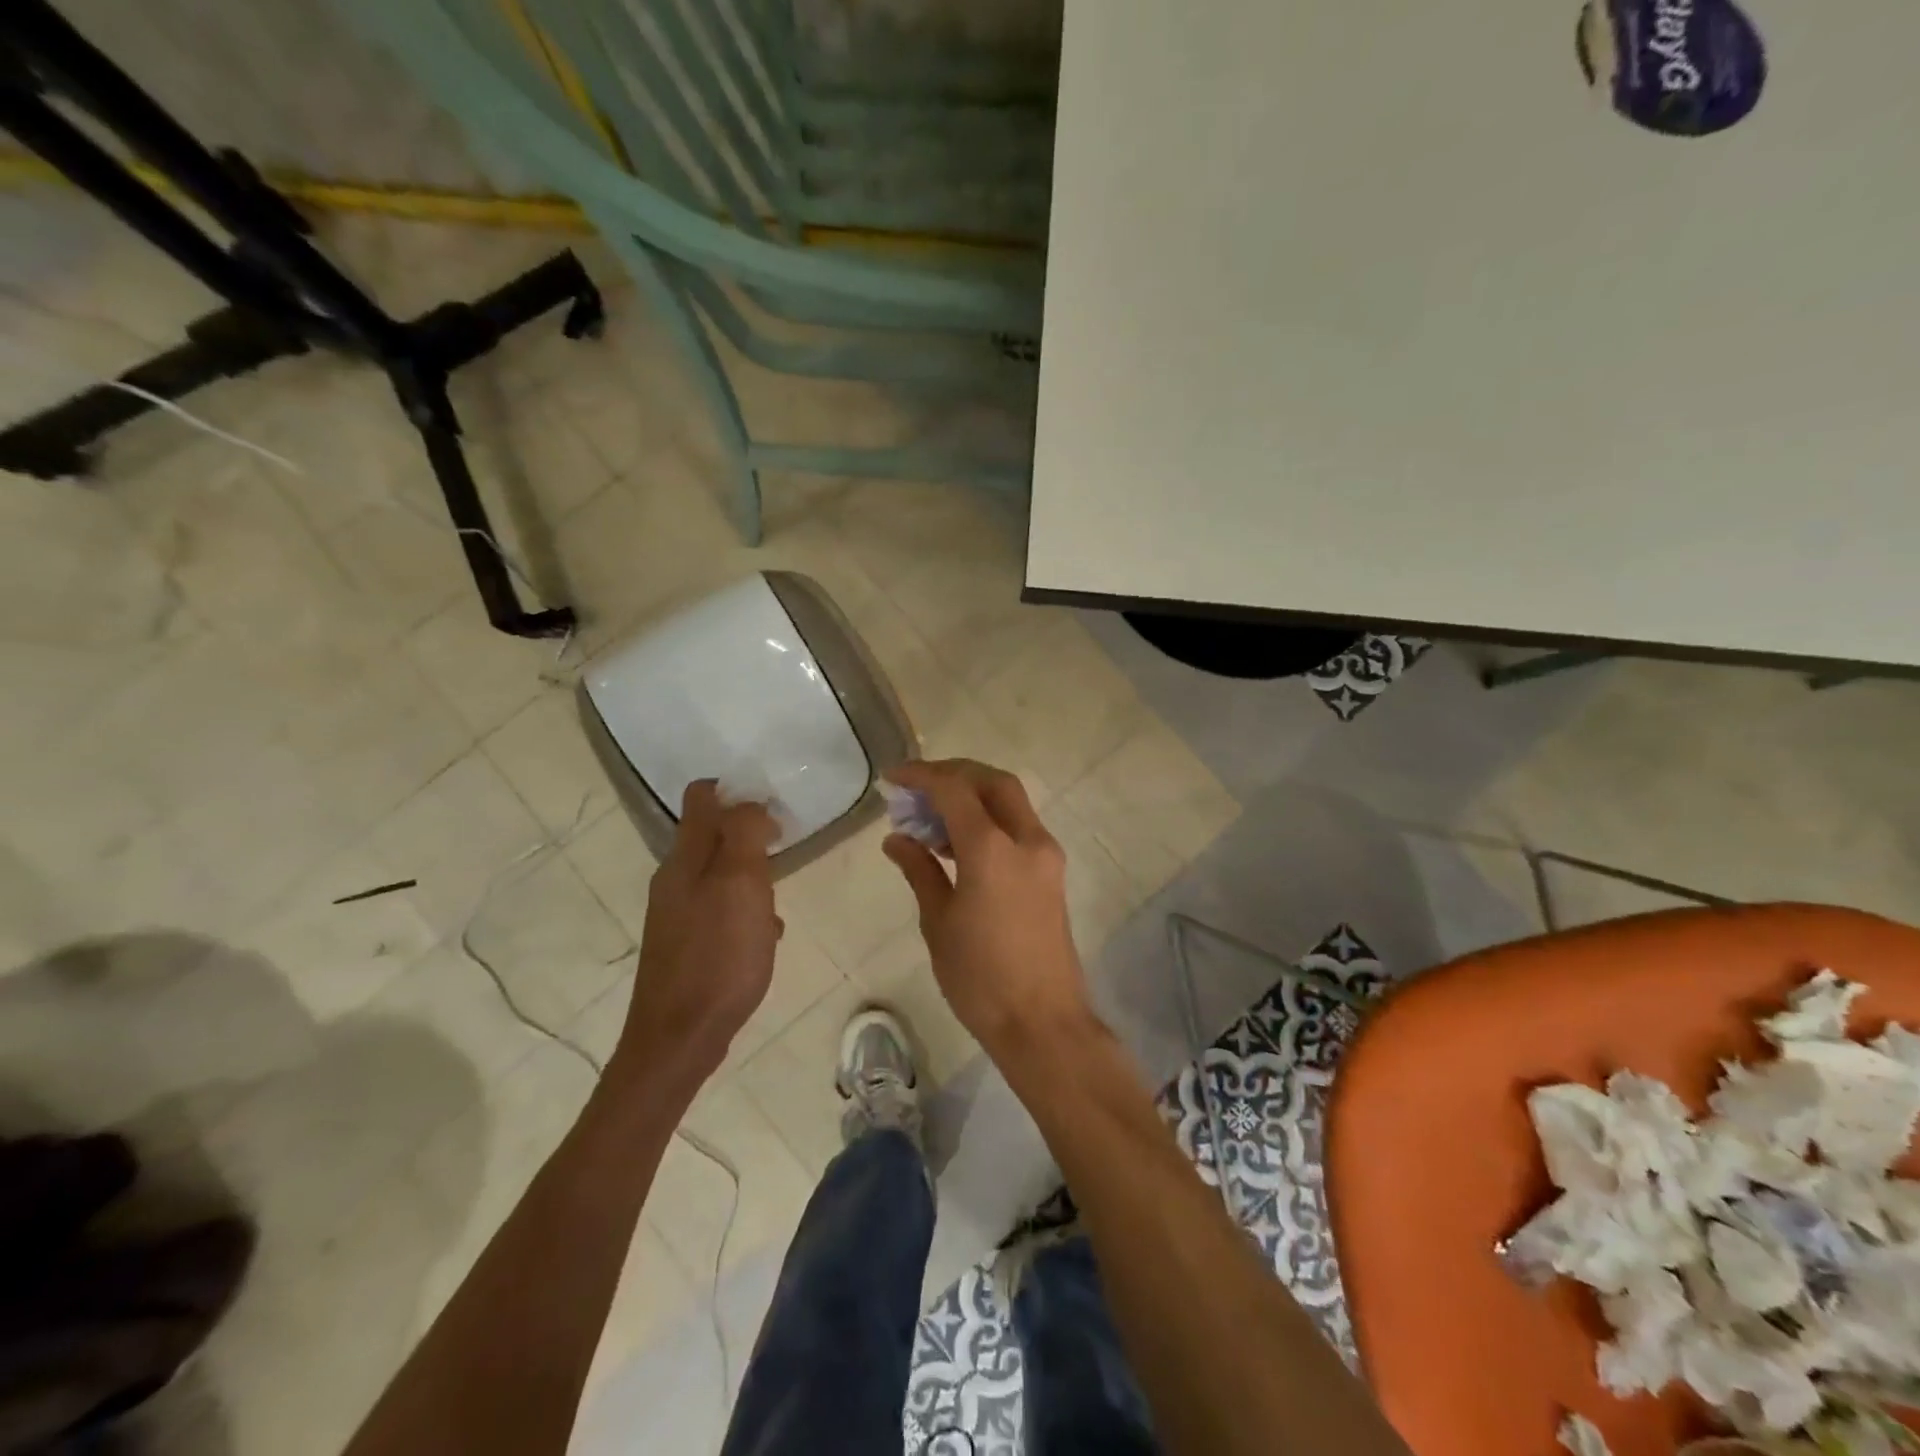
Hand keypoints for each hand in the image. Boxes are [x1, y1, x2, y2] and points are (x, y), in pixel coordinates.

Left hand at [612, 781, 779, 1087]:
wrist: (679, 1038)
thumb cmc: (718, 956)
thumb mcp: (740, 884)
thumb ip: (744, 834)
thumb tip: (750, 803)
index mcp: (685, 858)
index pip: (702, 796)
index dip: (737, 790)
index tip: (774, 805)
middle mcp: (675, 879)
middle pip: (712, 834)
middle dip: (750, 834)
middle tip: (784, 848)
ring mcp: (678, 914)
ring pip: (720, 874)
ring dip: (751, 875)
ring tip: (779, 894)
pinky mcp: (687, 944)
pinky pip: (721, 909)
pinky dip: (745, 910)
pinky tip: (765, 935)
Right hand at [881, 759, 1097, 1064]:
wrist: (1042, 1022)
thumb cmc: (980, 978)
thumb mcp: (939, 922)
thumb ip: (920, 870)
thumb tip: (897, 839)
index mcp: (992, 849)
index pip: (954, 789)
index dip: (921, 776)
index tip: (892, 779)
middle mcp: (1026, 840)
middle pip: (993, 782)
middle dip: (954, 774)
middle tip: (917, 789)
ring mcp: (1045, 855)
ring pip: (1010, 802)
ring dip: (972, 797)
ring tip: (929, 819)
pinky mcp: (1051, 873)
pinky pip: (1018, 827)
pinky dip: (988, 820)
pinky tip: (956, 844)